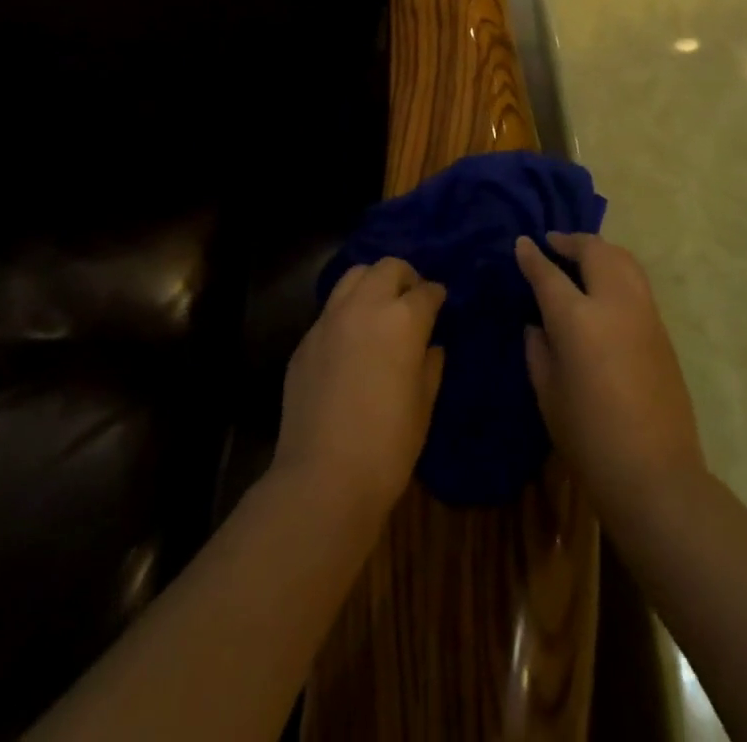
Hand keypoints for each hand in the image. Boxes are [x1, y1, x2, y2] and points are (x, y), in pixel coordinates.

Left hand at [272, 256, 446, 524]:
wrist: (323, 478)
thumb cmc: (388, 445)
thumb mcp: (424, 405)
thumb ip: (430, 365)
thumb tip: (430, 345)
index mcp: (403, 319)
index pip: (427, 290)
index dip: (437, 296)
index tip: (440, 306)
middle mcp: (365, 307)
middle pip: (388, 267)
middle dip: (405, 278)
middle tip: (411, 302)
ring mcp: (329, 320)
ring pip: (354, 276)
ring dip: (372, 284)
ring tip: (379, 310)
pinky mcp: (306, 340)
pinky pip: (330, 310)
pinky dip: (347, 312)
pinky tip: (351, 340)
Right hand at [517, 233, 705, 519]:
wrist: (655, 474)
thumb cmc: (589, 439)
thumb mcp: (548, 394)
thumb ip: (539, 349)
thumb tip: (537, 324)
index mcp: (578, 320)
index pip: (549, 274)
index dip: (532, 256)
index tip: (522, 242)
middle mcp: (614, 304)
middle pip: (594, 252)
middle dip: (571, 241)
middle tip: (552, 242)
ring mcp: (644, 313)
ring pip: (623, 259)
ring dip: (599, 250)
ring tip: (580, 256)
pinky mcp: (662, 329)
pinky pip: (636, 281)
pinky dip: (617, 269)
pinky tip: (603, 285)